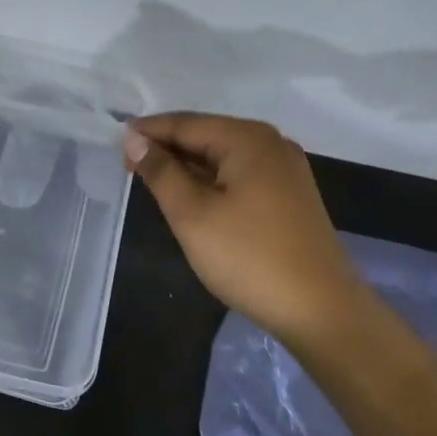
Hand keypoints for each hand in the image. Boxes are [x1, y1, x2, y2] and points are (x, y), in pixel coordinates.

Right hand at [126, 112, 366, 341]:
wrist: (322, 312)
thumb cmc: (249, 258)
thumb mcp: (192, 214)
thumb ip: (160, 171)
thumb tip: (134, 138)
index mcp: (248, 139)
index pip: (185, 123)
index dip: (147, 132)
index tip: (114, 144)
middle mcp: (270, 144)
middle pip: (206, 135)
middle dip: (166, 148)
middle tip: (128, 166)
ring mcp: (284, 170)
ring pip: (222, 156)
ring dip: (187, 166)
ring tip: (152, 181)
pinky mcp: (289, 196)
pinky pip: (239, 175)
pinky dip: (210, 181)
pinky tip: (191, 196)